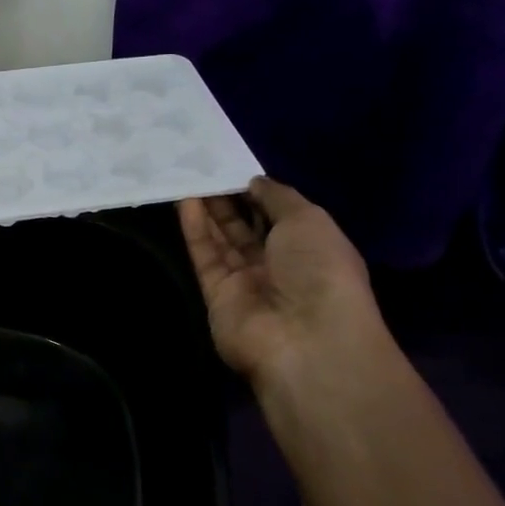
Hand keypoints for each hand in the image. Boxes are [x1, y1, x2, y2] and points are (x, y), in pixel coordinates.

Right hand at [178, 178, 385, 396]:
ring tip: (189, 177)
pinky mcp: (216, 295)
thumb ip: (278, 196)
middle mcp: (279, 266)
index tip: (236, 168)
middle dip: (228, 200)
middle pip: (247, 228)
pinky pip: (205, 256)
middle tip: (205, 169)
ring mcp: (246, 283)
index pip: (280, 216)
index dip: (258, 193)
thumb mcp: (309, 219)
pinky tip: (185, 201)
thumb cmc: (319, 270)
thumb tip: (253, 182)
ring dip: (208, 210)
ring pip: (222, 240)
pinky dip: (195, 230)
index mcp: (311, 249)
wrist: (304, 336)